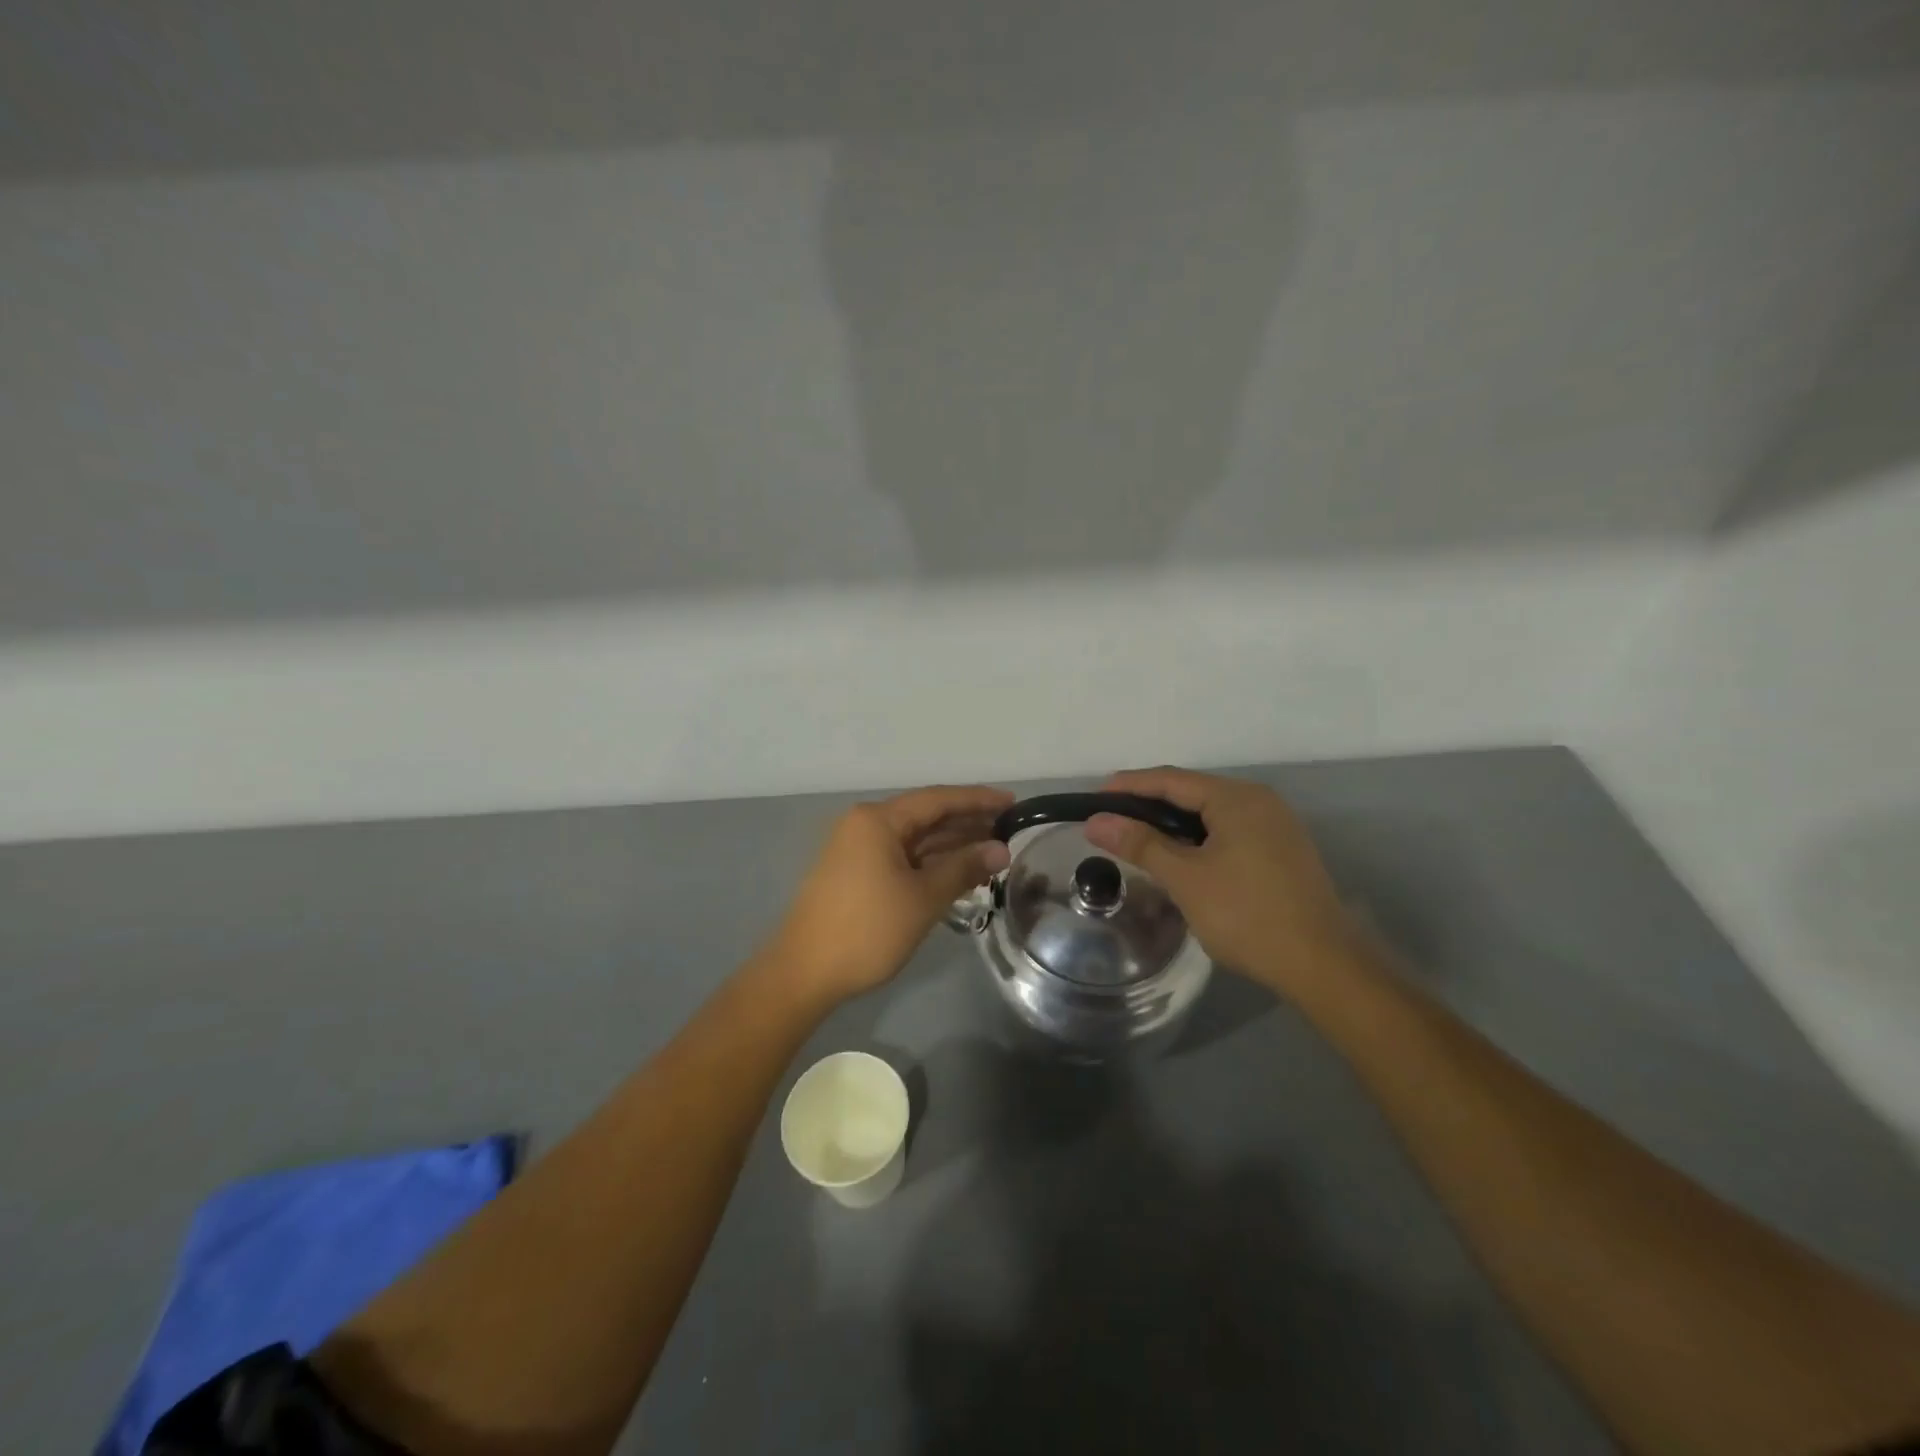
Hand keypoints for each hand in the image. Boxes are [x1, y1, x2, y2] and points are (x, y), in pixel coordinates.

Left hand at [767, 785, 1012, 1004]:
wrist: (803, 973)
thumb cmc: (867, 930)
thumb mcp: (922, 898)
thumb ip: (963, 868)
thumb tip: (1001, 850)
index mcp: (878, 820)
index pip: (938, 799)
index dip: (978, 800)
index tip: (1013, 802)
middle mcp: (866, 826)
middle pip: (926, 816)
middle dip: (968, 824)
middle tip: (1010, 831)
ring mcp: (859, 850)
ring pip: (915, 840)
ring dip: (952, 846)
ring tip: (994, 853)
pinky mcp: (857, 874)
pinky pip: (903, 858)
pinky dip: (931, 864)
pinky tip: (960, 873)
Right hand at [1084, 767, 1358, 996]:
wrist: (1322, 965)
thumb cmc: (1246, 915)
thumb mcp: (1185, 878)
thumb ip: (1140, 844)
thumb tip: (1096, 820)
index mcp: (1237, 798)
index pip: (1170, 780)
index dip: (1128, 786)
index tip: (1093, 799)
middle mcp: (1260, 801)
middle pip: (1192, 792)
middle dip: (1148, 804)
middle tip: (1111, 822)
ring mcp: (1276, 826)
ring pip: (1211, 814)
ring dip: (1172, 824)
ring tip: (1138, 840)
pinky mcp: (1283, 852)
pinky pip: (1229, 832)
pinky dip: (1198, 839)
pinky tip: (1181, 859)